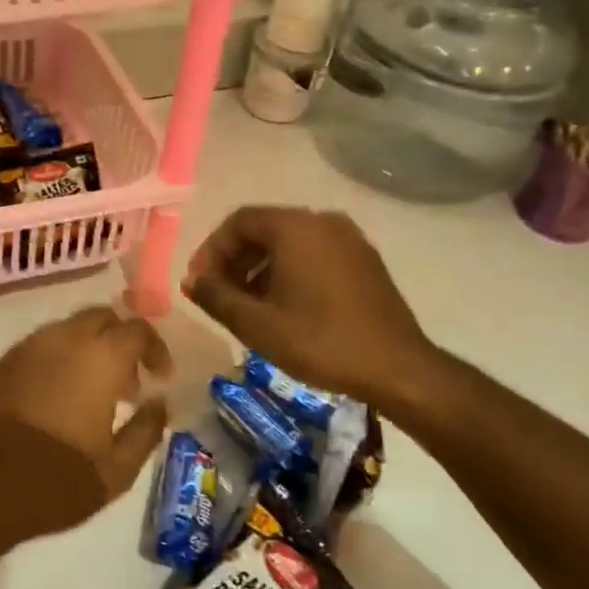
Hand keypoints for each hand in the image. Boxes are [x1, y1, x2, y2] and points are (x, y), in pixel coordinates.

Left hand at [0, 307, 171, 537]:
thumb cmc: (58, 480)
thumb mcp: (117, 469)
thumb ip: (146, 430)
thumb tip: (159, 403)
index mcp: (100, 357)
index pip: (138, 329)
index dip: (156, 349)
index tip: (160, 378)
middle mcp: (63, 339)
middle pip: (101, 317)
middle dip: (120, 340)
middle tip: (128, 383)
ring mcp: (26, 347)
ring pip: (68, 330)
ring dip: (88, 350)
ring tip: (92, 395)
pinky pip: (39, 349)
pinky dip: (57, 361)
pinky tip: (56, 399)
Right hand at [182, 206, 437, 406]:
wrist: (397, 367)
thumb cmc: (320, 341)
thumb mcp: (256, 324)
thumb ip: (216, 296)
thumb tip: (191, 280)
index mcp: (295, 227)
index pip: (238, 221)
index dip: (211, 250)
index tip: (199, 283)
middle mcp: (322, 221)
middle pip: (264, 228)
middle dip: (235, 260)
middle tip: (219, 295)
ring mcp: (349, 238)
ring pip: (290, 242)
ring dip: (261, 267)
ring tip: (248, 306)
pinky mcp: (365, 259)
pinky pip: (315, 252)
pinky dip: (290, 271)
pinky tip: (285, 306)